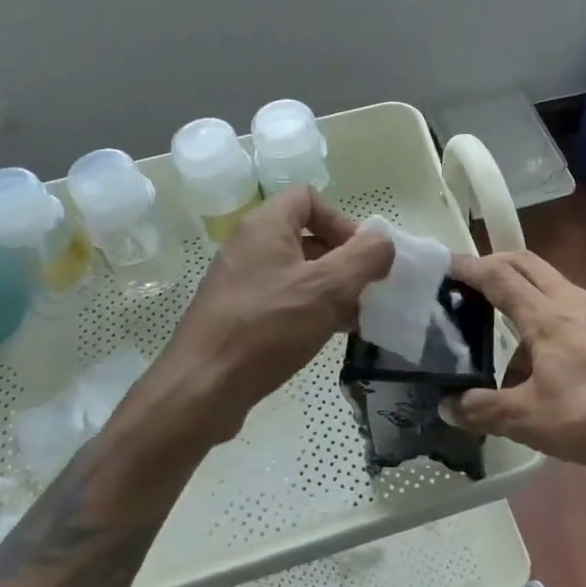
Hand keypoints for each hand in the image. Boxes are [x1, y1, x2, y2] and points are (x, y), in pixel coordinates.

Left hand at [151, 187, 393, 443]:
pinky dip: (307, 309)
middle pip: (305, 235)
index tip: (360, 257)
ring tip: (352, 318)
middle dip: (341, 260)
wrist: (201, 388)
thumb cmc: (267, 328)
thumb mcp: (328, 288)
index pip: (309, 198)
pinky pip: (281, 298)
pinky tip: (325, 335)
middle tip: (363, 291)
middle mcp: (248, 246)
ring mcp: (239, 281)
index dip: (341, 220)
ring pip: (296, 271)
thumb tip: (383, 242)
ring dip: (329, 289)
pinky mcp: (236, 313)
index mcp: (265, 226)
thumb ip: (365, 257)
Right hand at [443, 250, 585, 485]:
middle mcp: (573, 301)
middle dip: (495, 263)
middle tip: (469, 280)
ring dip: (523, 293)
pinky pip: (571, 308)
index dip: (468, 267)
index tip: (444, 262)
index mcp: (547, 315)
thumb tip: (447, 406)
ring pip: (551, 284)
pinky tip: (545, 359)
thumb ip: (483, 409)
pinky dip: (547, 316)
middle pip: (527, 264)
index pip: (499, 276)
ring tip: (505, 335)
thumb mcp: (528, 419)